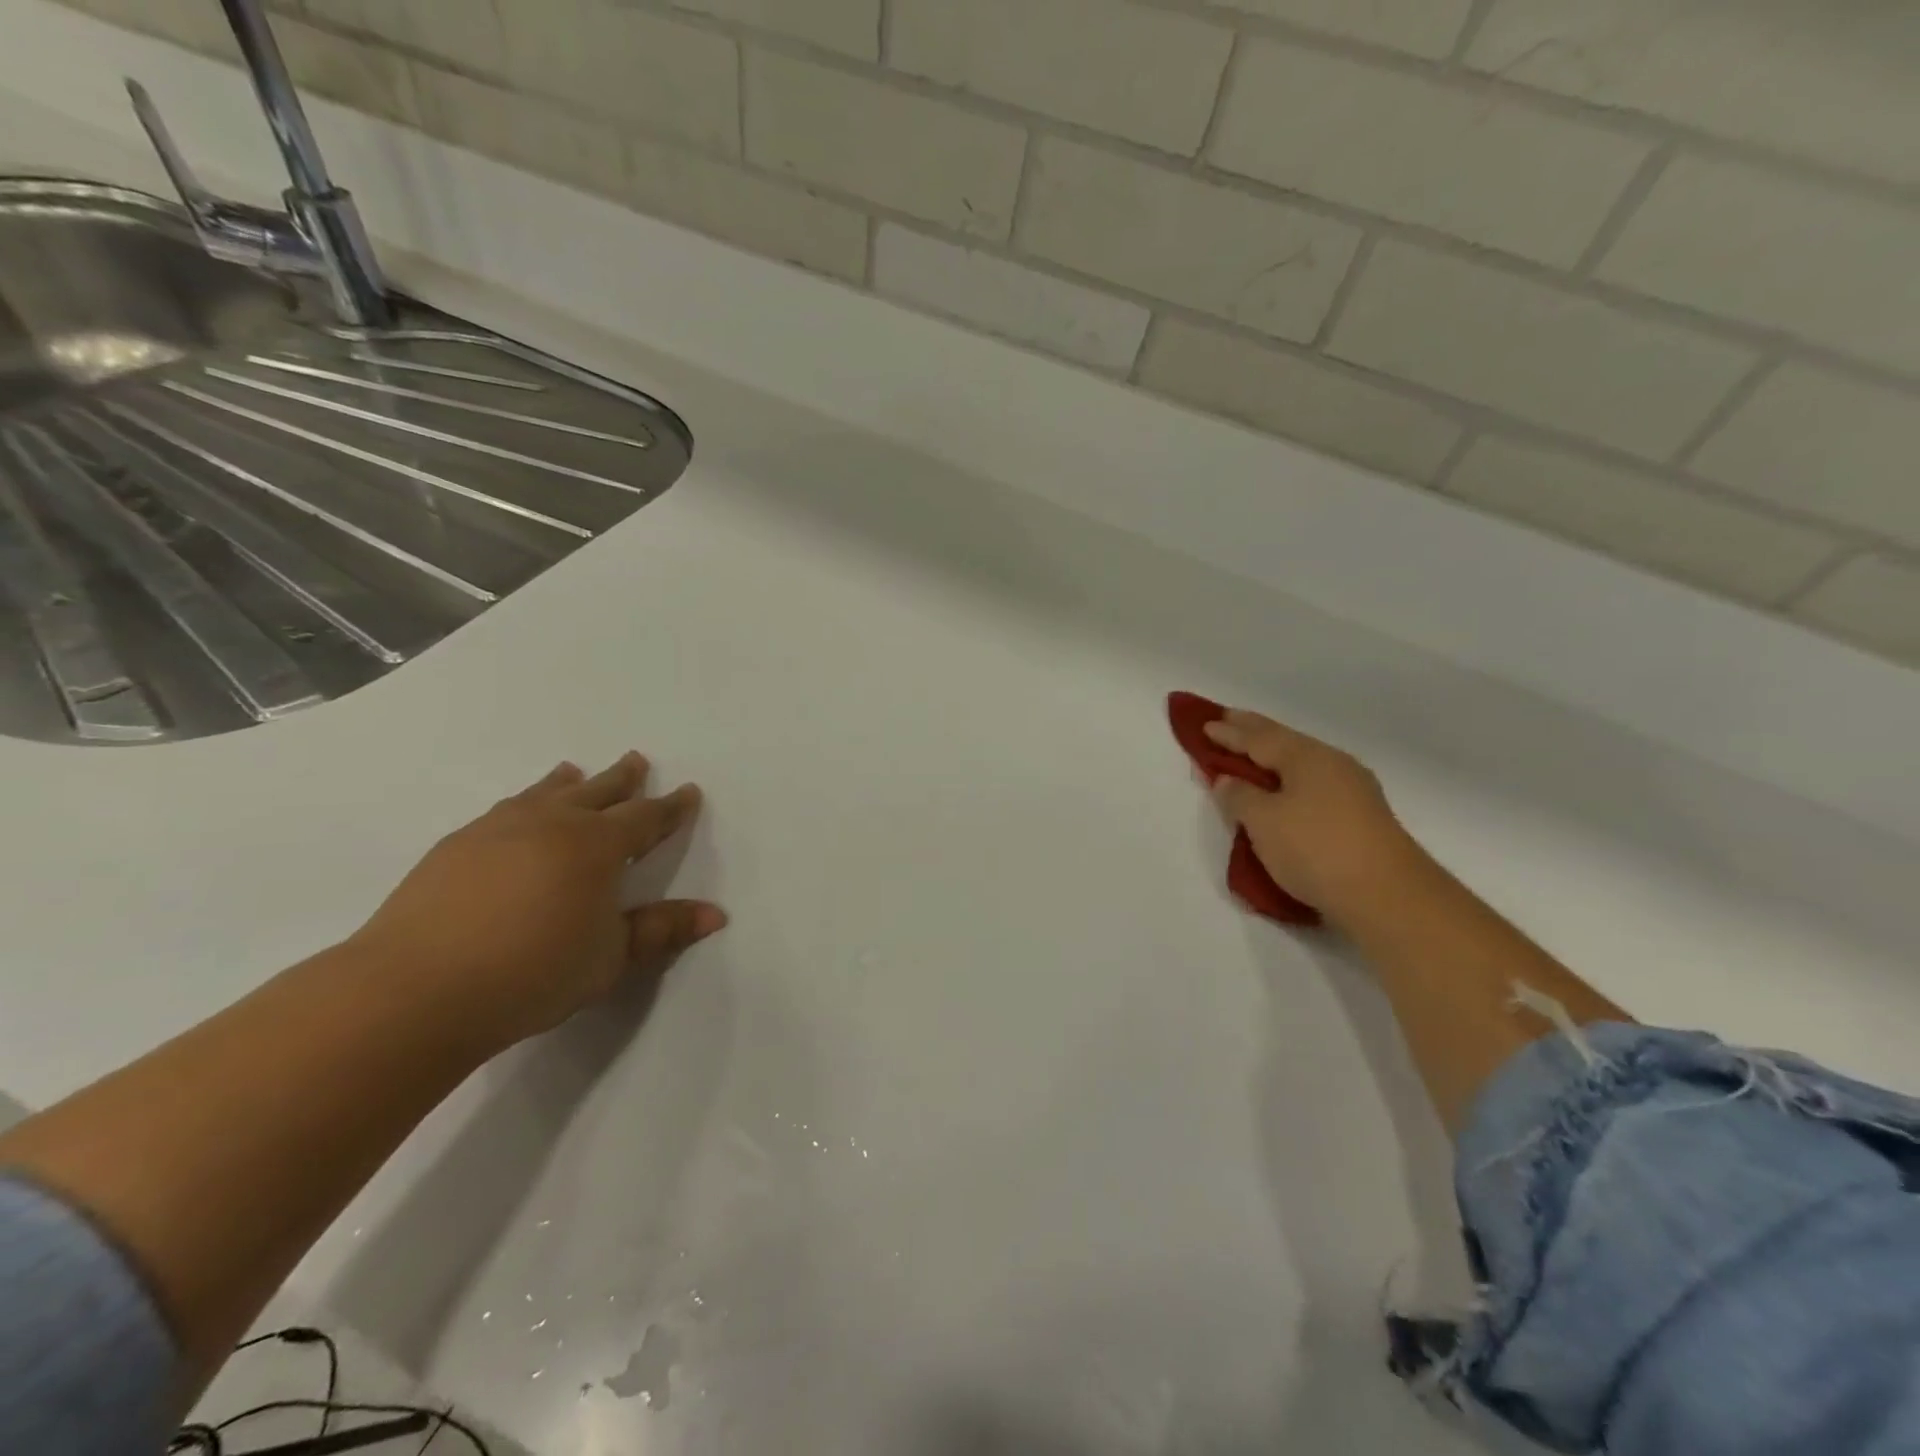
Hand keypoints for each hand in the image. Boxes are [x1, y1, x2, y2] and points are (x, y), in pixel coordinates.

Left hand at [349, 751, 724, 1053]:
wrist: (415, 990)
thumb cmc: (533, 973)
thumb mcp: (610, 957)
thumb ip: (661, 931)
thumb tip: (716, 915)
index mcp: (598, 846)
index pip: (645, 818)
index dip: (670, 808)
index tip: (688, 792)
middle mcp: (552, 823)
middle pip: (598, 792)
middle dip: (623, 779)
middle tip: (637, 760)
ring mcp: (499, 829)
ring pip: (545, 793)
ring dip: (568, 782)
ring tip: (574, 771)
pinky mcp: (456, 846)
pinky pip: (504, 809)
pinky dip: (524, 801)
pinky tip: (516, 812)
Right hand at [1205, 710, 1428, 928]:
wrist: (1387, 897)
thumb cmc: (1316, 849)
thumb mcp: (1263, 821)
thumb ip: (1239, 796)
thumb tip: (1228, 780)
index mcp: (1307, 757)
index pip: (1259, 738)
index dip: (1230, 733)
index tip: (1205, 724)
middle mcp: (1333, 765)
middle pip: (1284, 743)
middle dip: (1253, 733)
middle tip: (1227, 719)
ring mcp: (1353, 791)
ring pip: (1301, 765)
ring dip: (1272, 759)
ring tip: (1251, 756)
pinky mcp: (1361, 818)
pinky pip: (1313, 786)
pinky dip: (1289, 782)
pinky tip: (1284, 790)